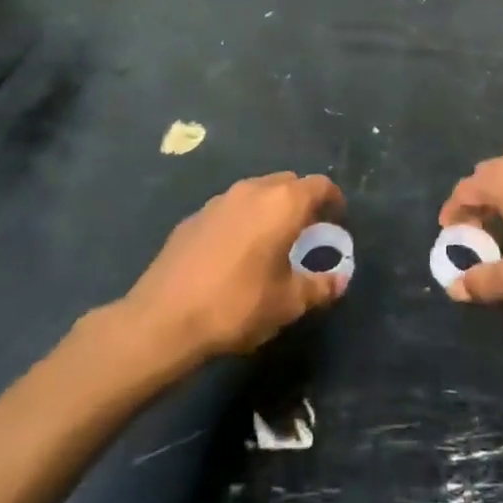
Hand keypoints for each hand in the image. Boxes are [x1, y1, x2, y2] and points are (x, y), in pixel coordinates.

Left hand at [123, 172, 346, 362]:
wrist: (163, 319)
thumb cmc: (238, 306)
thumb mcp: (288, 303)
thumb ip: (320, 287)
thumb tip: (340, 280)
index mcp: (283, 203)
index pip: (320, 186)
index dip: (334, 201)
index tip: (337, 221)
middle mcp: (252, 190)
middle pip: (288, 183)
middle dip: (302, 202)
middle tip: (307, 232)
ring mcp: (218, 201)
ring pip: (256, 192)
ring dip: (271, 209)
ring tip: (272, 241)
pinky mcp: (193, 217)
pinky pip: (230, 209)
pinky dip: (243, 220)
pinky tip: (236, 253)